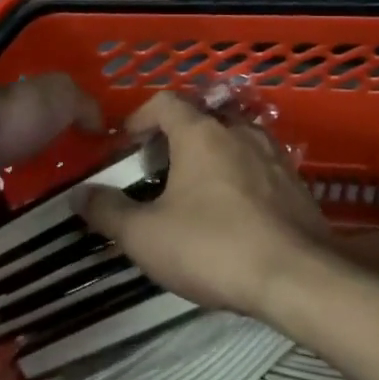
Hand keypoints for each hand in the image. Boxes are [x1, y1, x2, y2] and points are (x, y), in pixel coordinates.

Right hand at [77, 91, 329, 316]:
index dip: (141, 117)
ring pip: (233, 141)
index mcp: (201, 133)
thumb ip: (108, 212)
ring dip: (210, 157)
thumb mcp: (146, 236)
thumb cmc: (213, 248)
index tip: (127, 144)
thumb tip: (80, 195)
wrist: (298, 277)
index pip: (165, 102)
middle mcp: (239, 131)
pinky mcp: (296, 183)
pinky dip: (239, 177)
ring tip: (195, 191)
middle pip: (200, 119)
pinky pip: (259, 166)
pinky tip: (233, 213)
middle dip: (175, 139)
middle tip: (157, 171)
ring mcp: (273, 154)